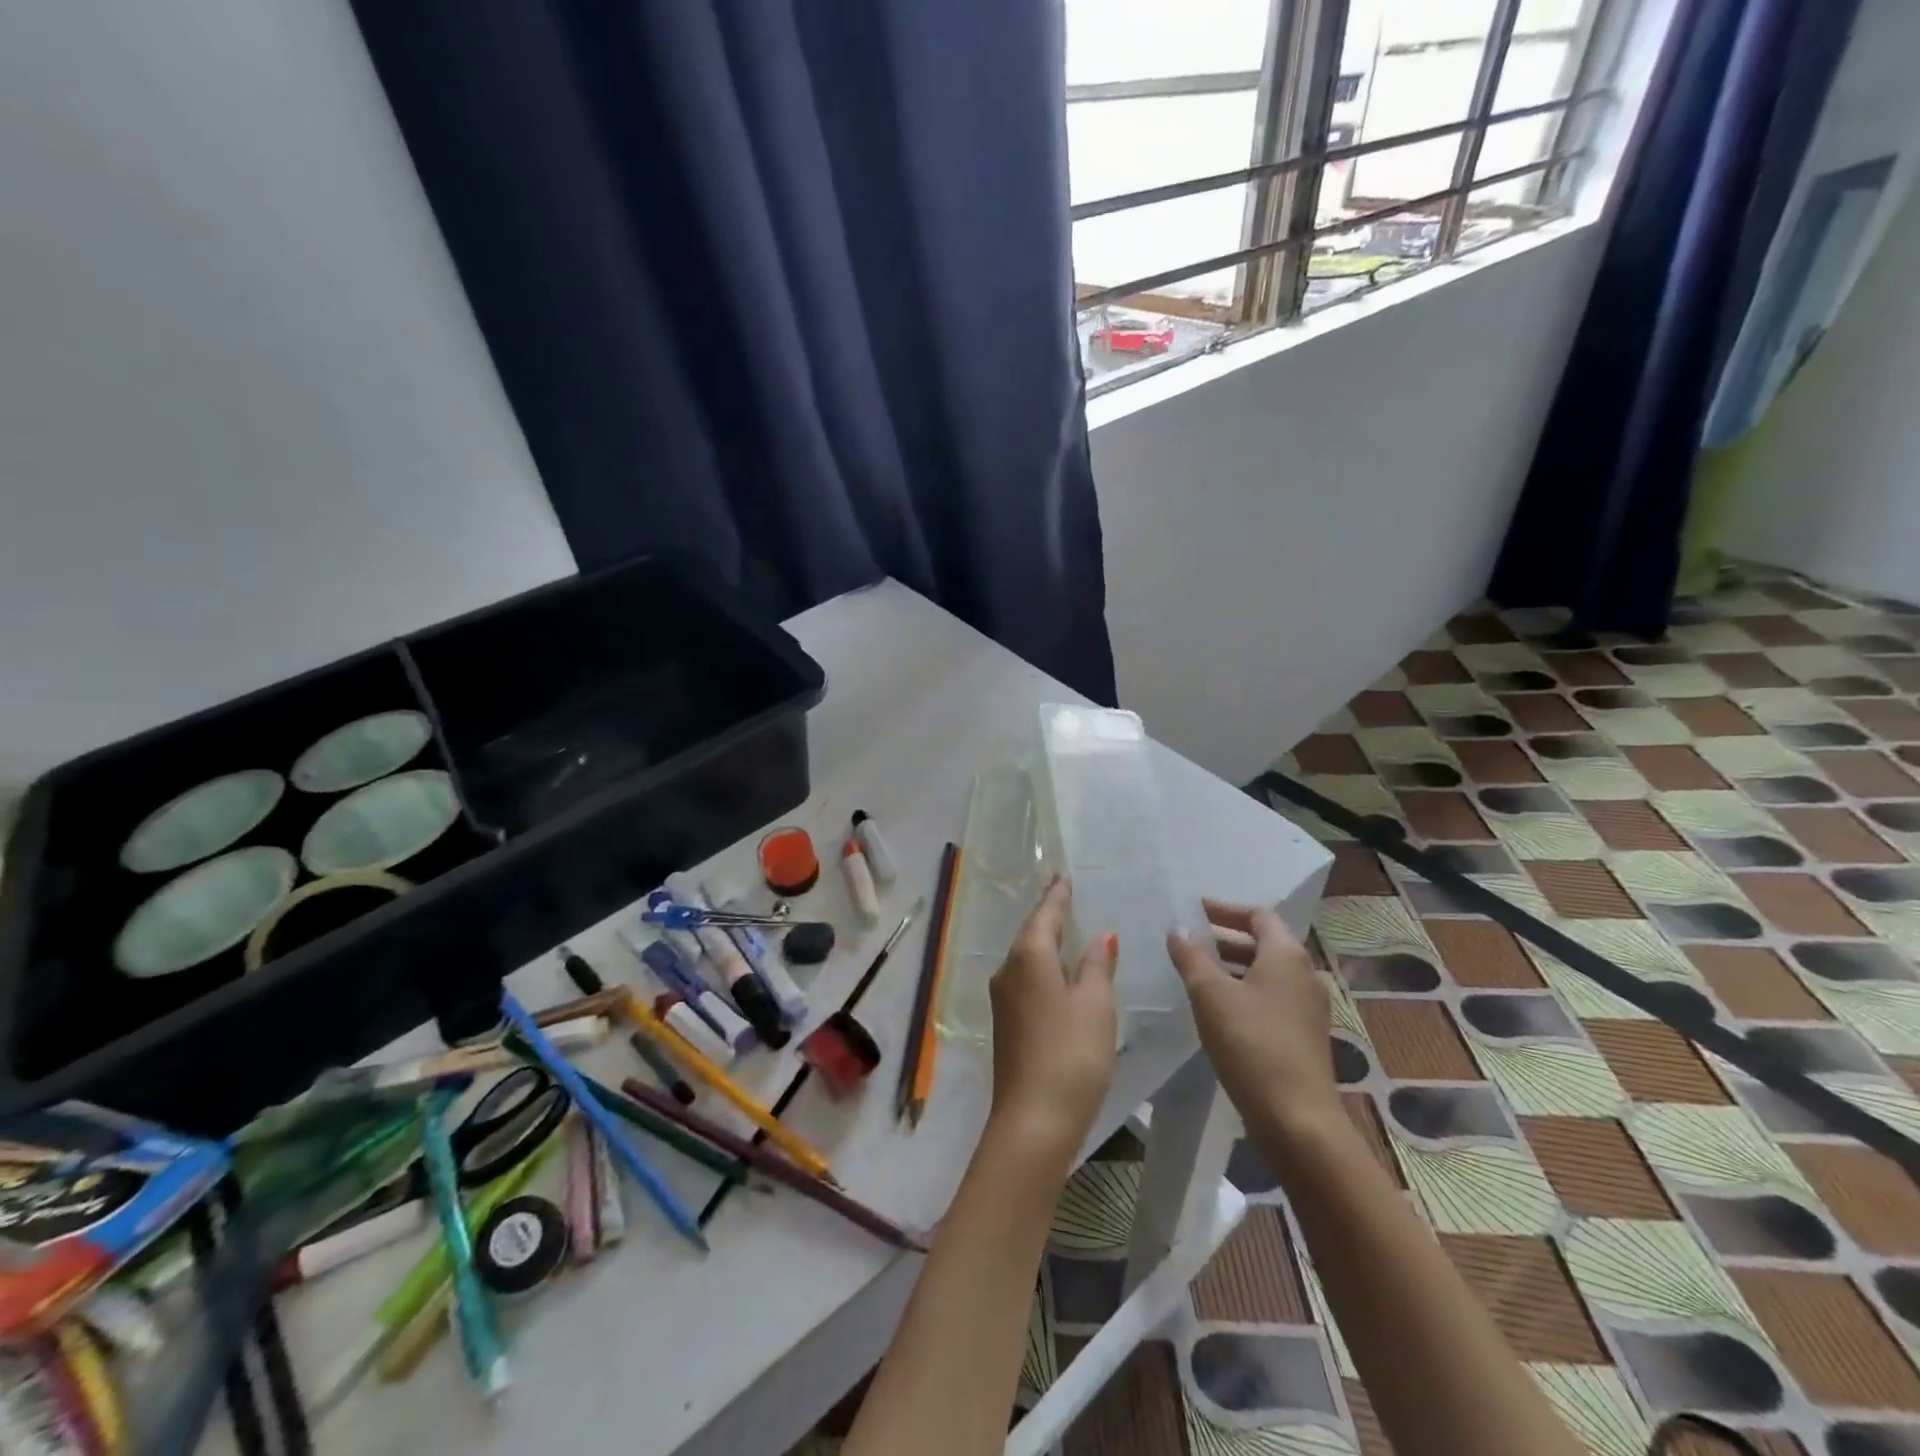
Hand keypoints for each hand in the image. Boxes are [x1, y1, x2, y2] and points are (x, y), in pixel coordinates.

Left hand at [987, 875, 1117, 1168]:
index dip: (1057, 895)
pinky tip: (1059, 974)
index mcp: (1029, 957)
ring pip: (1027, 958)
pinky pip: (1027, 980)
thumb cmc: (1071, 1054)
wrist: (1033, 1120)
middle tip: (1067, 896)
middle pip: (1031, 934)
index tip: (1063, 876)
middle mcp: (1008, 970)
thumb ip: (1097, 965)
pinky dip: (1044, 967)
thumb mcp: (1095, 1004)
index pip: (1045, 914)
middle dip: (1049, 915)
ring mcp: (1003, 999)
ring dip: (1046, 942)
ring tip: (1068, 930)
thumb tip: (1101, 936)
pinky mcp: (1007, 1024)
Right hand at [1167, 902, 1341, 1154]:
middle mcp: (1305, 974)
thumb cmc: (1251, 1044)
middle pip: (1265, 942)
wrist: (1297, 1119)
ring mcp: (1309, 1007)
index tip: (1194, 911)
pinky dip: (1245, 990)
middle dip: (1226, 938)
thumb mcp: (1210, 995)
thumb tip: (1179, 928)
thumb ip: (1191, 956)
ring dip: (1234, 965)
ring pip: (1267, 972)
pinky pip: (1272, 997)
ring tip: (1197, 971)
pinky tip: (1218, 1008)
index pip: (1258, 916)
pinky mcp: (1305, 1035)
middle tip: (1190, 940)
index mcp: (1286, 955)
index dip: (1225, 910)